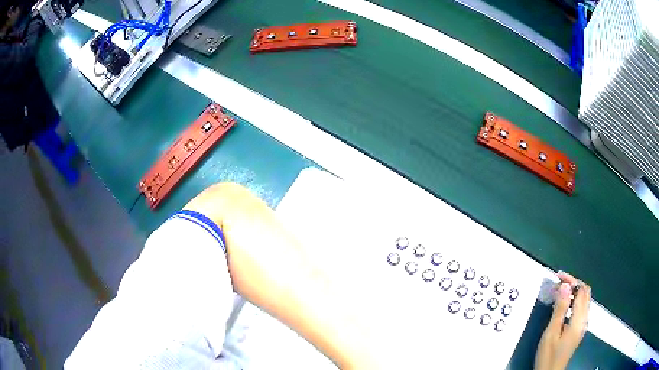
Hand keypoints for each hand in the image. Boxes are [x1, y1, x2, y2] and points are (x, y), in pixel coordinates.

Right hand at [534, 271, 590, 369]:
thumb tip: (564, 286)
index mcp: (579, 319)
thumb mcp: (551, 333)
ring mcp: (582, 325)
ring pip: (584, 300)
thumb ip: (560, 309)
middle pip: (585, 293)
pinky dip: (574, 300)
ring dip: (574, 291)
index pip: (581, 290)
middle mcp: (584, 319)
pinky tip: (564, 304)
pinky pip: (580, 308)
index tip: (559, 276)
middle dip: (574, 283)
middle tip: (559, 282)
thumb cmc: (549, 355)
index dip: (572, 280)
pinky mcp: (579, 329)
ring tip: (560, 291)